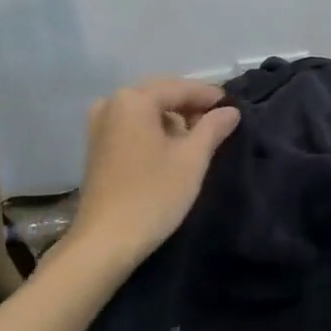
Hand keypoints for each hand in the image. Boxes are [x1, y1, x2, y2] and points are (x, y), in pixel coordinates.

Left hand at [70, 78, 241, 268]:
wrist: (105, 241)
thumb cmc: (153, 195)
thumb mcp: (192, 159)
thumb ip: (213, 128)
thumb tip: (230, 110)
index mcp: (133, 99)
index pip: (180, 88)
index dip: (209, 96)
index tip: (233, 106)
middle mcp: (111, 103)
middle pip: (160, 95)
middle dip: (190, 105)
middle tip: (219, 121)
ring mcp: (99, 125)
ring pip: (145, 111)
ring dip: (173, 118)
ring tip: (199, 137)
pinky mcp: (97, 146)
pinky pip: (132, 125)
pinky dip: (154, 130)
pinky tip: (172, 147)